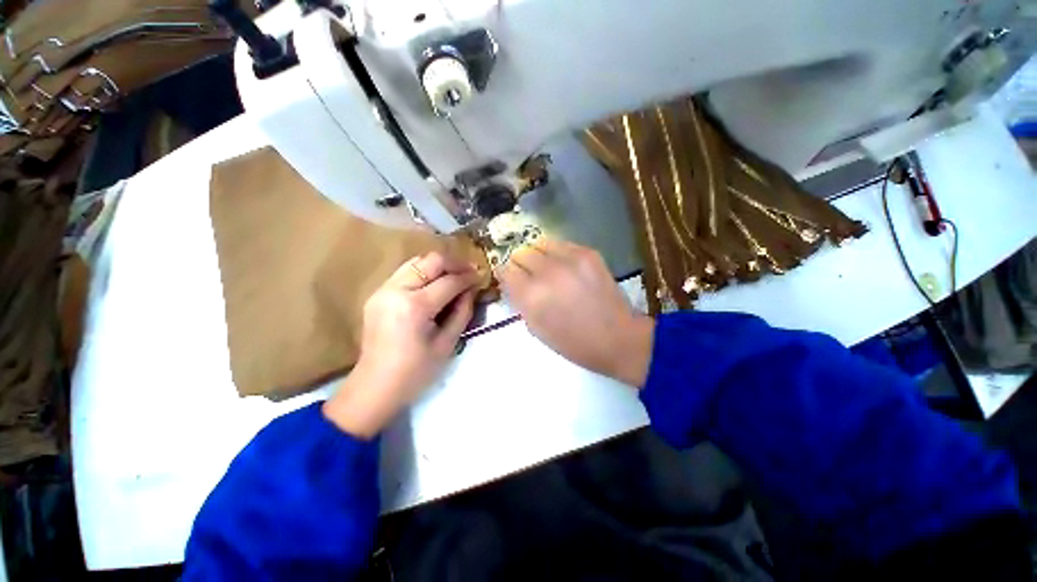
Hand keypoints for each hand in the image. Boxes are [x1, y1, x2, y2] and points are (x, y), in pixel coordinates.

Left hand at [323, 252, 478, 437]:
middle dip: (454, 263)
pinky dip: (424, 273)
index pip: (449, 281)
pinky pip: (405, 273)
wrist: (375, 387)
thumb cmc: (416, 372)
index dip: (469, 277)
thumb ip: (463, 311)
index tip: (482, 276)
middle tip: (470, 271)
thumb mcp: (447, 343)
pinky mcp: (377, 294)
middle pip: (430, 261)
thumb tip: (472, 289)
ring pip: (416, 262)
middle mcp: (396, 290)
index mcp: (414, 307)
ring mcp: (383, 290)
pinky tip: (435, 285)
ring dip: (439, 266)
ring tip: (454, 276)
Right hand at [498, 238, 653, 386]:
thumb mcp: (536, 328)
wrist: (617, 338)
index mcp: (532, 296)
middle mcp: (547, 273)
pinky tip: (565, 267)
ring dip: (537, 255)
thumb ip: (519, 301)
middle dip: (520, 264)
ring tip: (546, 268)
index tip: (511, 279)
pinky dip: (557, 253)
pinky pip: (561, 244)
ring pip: (539, 243)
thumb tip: (511, 280)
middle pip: (521, 253)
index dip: (506, 275)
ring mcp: (570, 259)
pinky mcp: (588, 253)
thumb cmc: (572, 342)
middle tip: (529, 275)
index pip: (506, 271)